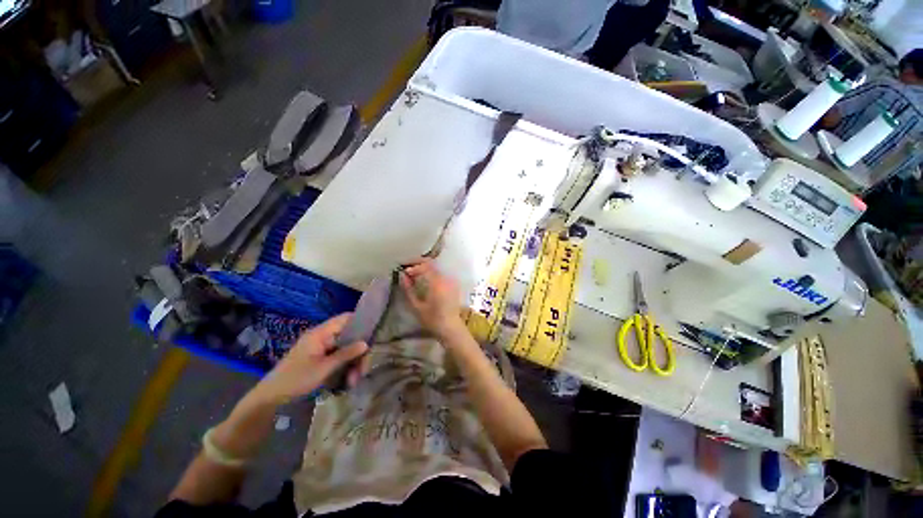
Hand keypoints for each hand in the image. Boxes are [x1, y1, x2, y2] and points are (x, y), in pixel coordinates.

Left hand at [251, 313, 368, 404]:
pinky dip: (344, 366)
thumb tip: (367, 343)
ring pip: (344, 349)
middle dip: (357, 352)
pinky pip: (338, 357)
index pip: (346, 318)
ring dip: (352, 363)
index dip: (361, 322)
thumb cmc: (296, 379)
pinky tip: (347, 380)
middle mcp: (322, 336)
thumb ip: (346, 354)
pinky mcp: (320, 357)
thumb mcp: (324, 368)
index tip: (373, 333)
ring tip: (353, 381)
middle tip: (362, 370)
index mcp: (321, 333)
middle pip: (348, 336)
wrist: (270, 397)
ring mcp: (321, 347)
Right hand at [399, 258, 464, 337]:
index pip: (425, 266)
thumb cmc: (432, 320)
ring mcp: (451, 280)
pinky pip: (441, 273)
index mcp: (437, 283)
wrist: (450, 328)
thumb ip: (408, 290)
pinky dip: (431, 273)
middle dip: (418, 264)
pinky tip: (423, 279)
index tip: (404, 272)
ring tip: (413, 274)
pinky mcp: (453, 284)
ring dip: (424, 268)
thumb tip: (402, 276)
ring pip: (436, 267)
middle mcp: (446, 278)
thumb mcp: (417, 306)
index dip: (413, 266)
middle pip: (431, 264)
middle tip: (407, 269)